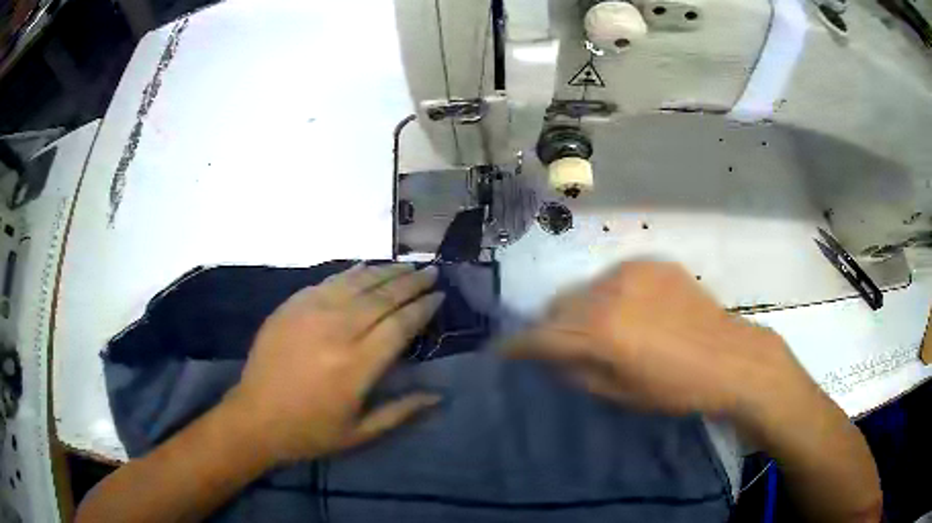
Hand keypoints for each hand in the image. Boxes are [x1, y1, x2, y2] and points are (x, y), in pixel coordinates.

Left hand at [226, 263, 443, 463]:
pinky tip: (364, 266)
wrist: (255, 417)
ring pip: (356, 284)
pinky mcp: (291, 306)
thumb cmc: (310, 431)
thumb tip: (438, 395)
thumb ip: (400, 411)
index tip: (439, 296)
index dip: (423, 308)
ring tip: (406, 265)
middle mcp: (337, 332)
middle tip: (430, 272)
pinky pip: (327, 282)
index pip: (400, 325)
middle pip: (382, 297)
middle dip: (410, 283)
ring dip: (385, 272)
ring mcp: (310, 314)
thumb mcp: (360, 433)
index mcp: (357, 366)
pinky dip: (350, 273)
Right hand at [505, 261, 818, 420]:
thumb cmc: (674, 388)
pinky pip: (615, 278)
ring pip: (585, 288)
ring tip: (602, 327)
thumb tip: (552, 357)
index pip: (541, 336)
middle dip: (551, 326)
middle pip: (559, 305)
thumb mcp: (619, 394)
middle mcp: (608, 293)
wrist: (728, 357)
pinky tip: (632, 312)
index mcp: (599, 332)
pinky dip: (611, 295)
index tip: (504, 351)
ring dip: (582, 308)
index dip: (517, 345)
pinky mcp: (651, 263)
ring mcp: (631, 272)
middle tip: (560, 344)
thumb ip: (577, 372)